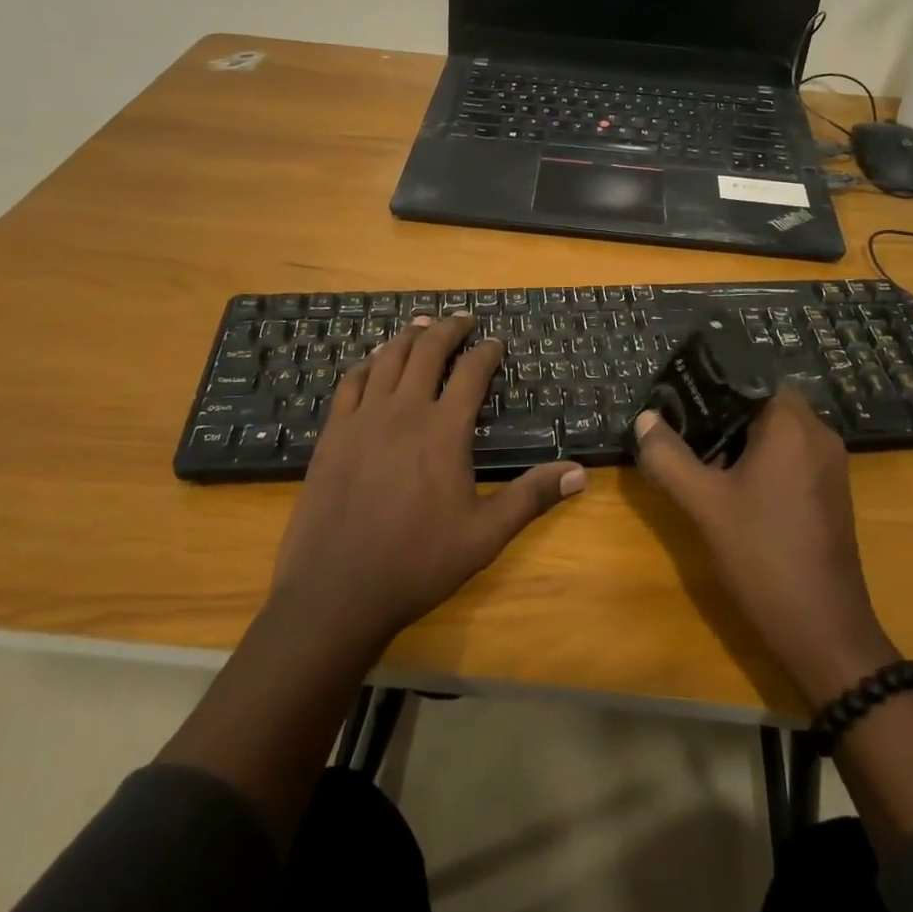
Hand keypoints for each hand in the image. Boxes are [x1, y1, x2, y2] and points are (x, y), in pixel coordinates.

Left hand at [269, 315, 586, 654]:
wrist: (336, 592)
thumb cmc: (417, 563)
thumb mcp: (484, 535)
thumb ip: (531, 497)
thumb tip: (580, 473)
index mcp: (444, 430)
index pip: (471, 373)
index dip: (486, 352)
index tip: (496, 341)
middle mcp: (404, 411)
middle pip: (427, 351)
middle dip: (448, 330)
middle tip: (462, 319)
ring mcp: (363, 419)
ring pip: (388, 359)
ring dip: (409, 337)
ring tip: (423, 326)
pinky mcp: (333, 433)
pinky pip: (351, 383)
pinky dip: (367, 363)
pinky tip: (373, 361)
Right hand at [632, 388, 896, 703]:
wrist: (824, 630)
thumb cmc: (763, 556)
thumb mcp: (704, 505)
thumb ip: (669, 457)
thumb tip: (645, 419)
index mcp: (792, 425)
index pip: (750, 378)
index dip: (712, 383)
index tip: (678, 396)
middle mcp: (818, 435)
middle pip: (763, 403)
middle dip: (721, 414)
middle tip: (681, 427)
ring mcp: (830, 465)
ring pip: (778, 432)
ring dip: (740, 438)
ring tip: (699, 456)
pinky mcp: (831, 492)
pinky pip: (792, 456)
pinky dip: (762, 459)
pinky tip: (732, 485)